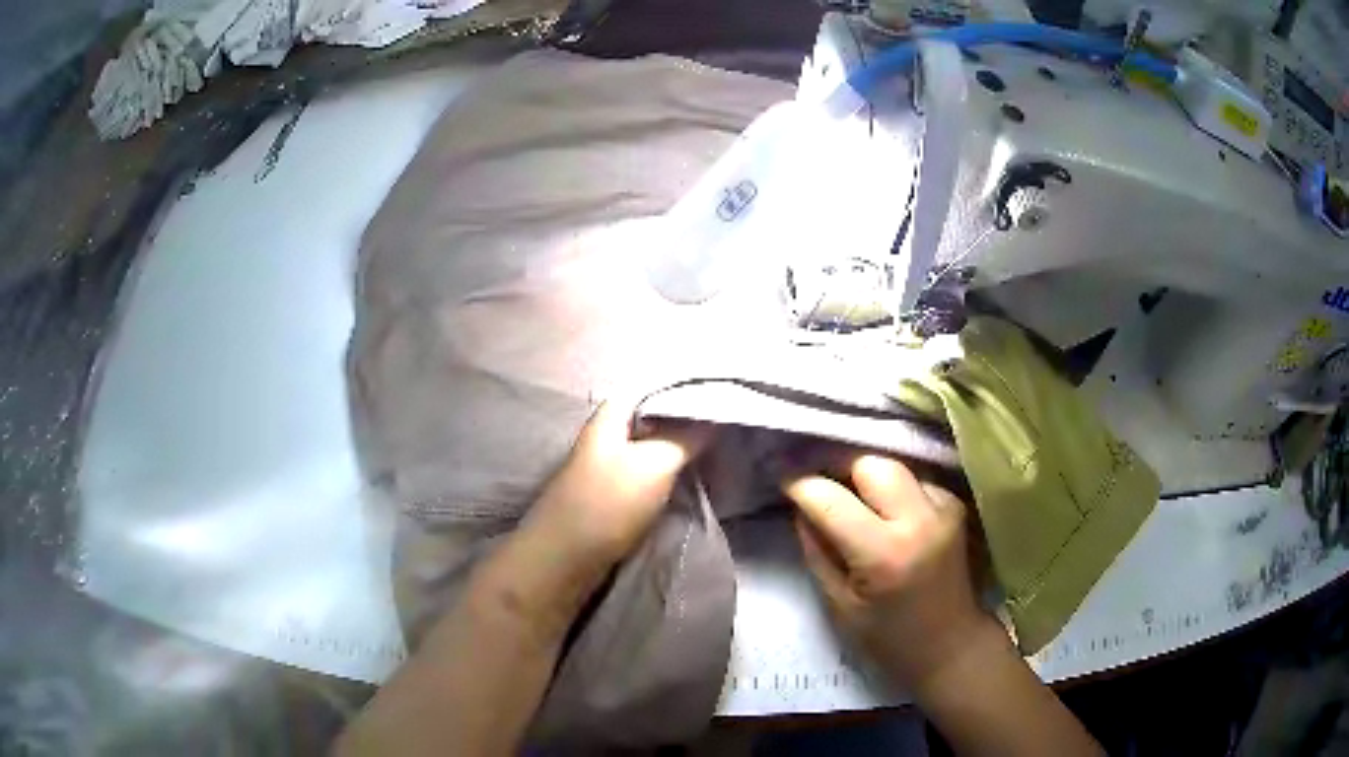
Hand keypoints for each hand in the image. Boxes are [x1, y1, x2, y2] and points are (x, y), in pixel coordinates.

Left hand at [527, 398, 713, 567]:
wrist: (566, 559)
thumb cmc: (608, 502)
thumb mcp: (654, 464)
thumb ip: (685, 437)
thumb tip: (713, 416)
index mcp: (610, 417)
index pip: (649, 388)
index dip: (681, 389)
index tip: (717, 395)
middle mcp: (605, 437)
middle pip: (650, 419)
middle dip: (684, 422)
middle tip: (723, 426)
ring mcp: (605, 468)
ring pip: (650, 449)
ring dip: (678, 451)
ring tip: (716, 451)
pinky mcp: (610, 497)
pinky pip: (645, 475)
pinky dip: (668, 475)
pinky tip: (691, 480)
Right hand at [782, 452, 1001, 693]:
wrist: (950, 645)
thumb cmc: (887, 638)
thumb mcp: (839, 603)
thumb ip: (817, 550)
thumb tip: (801, 506)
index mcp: (884, 554)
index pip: (831, 499)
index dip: (801, 485)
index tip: (784, 483)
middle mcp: (919, 520)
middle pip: (870, 464)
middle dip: (841, 470)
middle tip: (823, 490)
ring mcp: (943, 508)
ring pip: (894, 466)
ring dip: (868, 479)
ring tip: (855, 503)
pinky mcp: (955, 504)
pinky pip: (913, 480)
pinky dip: (893, 490)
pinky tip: (887, 515)